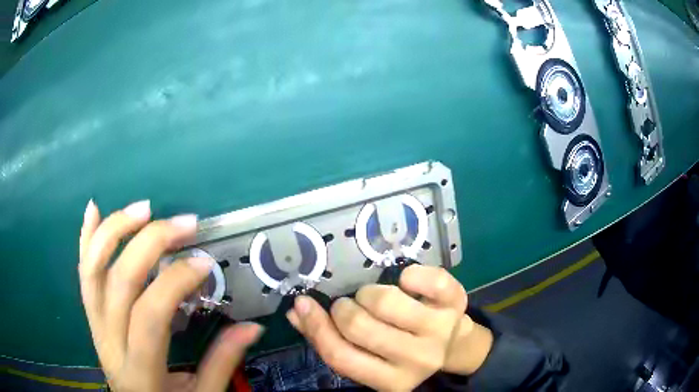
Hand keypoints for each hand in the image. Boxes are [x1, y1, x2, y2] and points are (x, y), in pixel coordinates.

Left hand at [79, 199, 262, 390]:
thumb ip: (222, 362)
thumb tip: (252, 327)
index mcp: (139, 368)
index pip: (150, 314)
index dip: (175, 282)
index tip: (205, 263)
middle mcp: (110, 341)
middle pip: (120, 282)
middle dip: (151, 244)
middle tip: (184, 224)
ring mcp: (95, 325)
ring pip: (93, 269)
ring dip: (116, 231)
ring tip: (144, 208)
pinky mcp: (91, 317)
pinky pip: (83, 273)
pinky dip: (86, 239)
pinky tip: (93, 209)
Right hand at [286, 264, 491, 390]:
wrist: (455, 346)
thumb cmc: (403, 353)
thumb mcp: (371, 359)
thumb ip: (330, 339)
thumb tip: (296, 313)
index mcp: (390, 381)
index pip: (341, 356)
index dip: (316, 327)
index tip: (303, 303)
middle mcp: (417, 359)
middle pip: (359, 326)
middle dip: (345, 309)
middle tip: (349, 306)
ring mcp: (440, 330)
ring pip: (386, 300)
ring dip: (370, 293)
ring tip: (374, 298)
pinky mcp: (456, 303)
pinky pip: (427, 278)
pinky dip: (409, 274)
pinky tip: (406, 283)